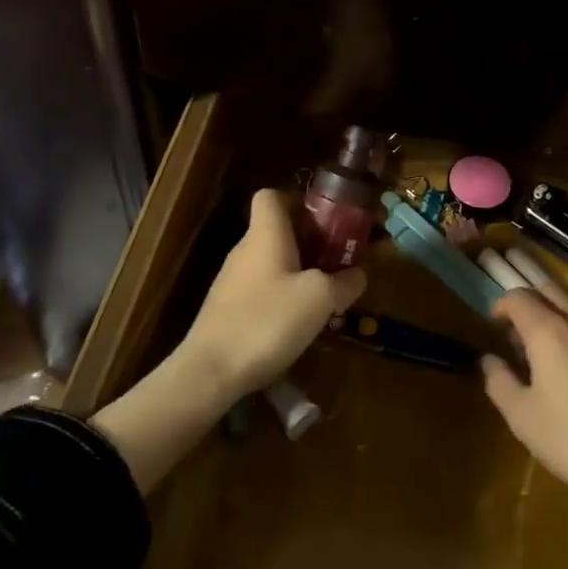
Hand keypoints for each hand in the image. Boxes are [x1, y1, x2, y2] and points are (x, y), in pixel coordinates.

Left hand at [177, 188, 366, 403]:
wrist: (209, 373)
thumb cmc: (267, 320)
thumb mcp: (319, 299)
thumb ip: (344, 282)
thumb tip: (358, 275)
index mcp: (265, 234)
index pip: (271, 195)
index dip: (297, 200)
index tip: (323, 219)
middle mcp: (245, 250)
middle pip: (276, 231)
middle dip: (308, 242)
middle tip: (336, 262)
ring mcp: (232, 282)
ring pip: (271, 264)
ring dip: (297, 273)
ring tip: (324, 297)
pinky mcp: (226, 311)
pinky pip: (261, 291)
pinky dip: (281, 299)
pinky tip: (297, 325)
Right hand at [481, 285, 567, 519]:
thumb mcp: (521, 417)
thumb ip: (498, 381)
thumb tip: (489, 360)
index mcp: (549, 331)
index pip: (518, 297)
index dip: (501, 305)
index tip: (494, 326)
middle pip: (550, 292)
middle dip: (530, 304)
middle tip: (519, 335)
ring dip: (558, 324)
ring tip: (550, 361)